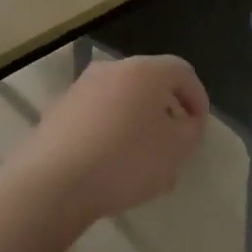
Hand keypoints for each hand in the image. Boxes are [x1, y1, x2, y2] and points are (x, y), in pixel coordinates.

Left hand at [18, 55, 208, 225]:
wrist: (53, 182)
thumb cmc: (125, 160)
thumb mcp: (176, 151)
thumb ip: (191, 131)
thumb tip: (187, 121)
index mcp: (145, 70)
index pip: (182, 71)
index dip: (197, 98)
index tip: (199, 128)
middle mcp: (112, 68)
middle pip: (150, 82)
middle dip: (166, 111)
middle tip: (173, 143)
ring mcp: (81, 87)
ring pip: (122, 99)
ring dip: (137, 121)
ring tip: (142, 159)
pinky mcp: (59, 110)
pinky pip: (97, 115)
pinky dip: (110, 130)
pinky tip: (109, 164)